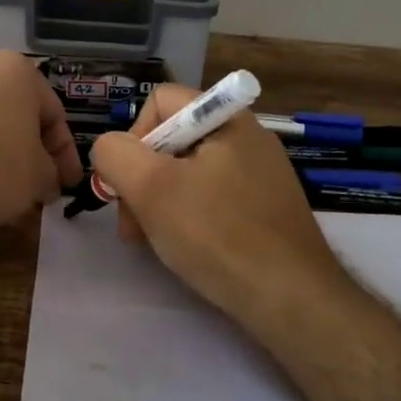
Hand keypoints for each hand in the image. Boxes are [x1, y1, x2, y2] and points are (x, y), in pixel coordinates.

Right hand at [90, 84, 351, 329]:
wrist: (292, 299)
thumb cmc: (216, 233)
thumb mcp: (150, 188)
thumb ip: (115, 155)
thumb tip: (109, 149)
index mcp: (226, 118)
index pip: (159, 101)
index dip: (133, 137)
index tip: (130, 183)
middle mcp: (247, 136)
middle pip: (172, 139)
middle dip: (142, 178)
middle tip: (132, 224)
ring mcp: (260, 174)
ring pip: (189, 173)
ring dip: (160, 202)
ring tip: (153, 241)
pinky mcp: (266, 207)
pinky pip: (213, 197)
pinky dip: (190, 217)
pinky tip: (186, 248)